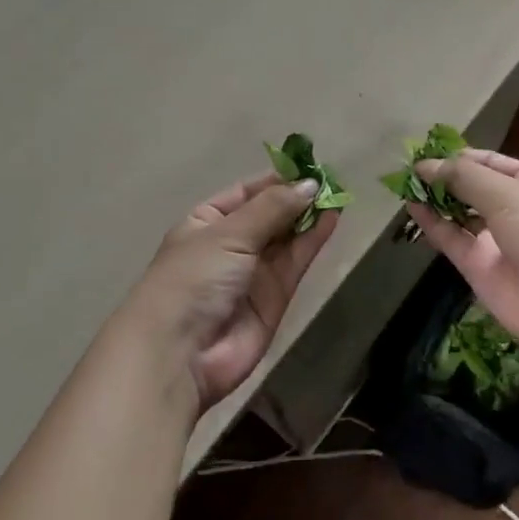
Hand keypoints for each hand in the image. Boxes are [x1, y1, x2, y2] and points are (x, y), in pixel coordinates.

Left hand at [119, 174, 335, 413]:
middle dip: (296, 197)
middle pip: (269, 214)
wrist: (180, 353)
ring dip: (309, 216)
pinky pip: (296, 261)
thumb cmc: (193, 278)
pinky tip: (332, 218)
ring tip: (338, 193)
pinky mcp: (274, 297)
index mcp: (206, 222)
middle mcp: (229, 244)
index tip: (308, 166)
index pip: (246, 192)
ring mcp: (253, 272)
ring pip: (286, 237)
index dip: (276, 180)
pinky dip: (313, 240)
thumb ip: (272, 208)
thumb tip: (310, 184)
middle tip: (331, 179)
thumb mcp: (229, 233)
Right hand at [406, 150, 518, 371]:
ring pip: (458, 216)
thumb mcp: (510, 194)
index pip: (489, 163)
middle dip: (443, 178)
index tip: (424, 151)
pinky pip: (452, 242)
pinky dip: (433, 226)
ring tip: (403, 185)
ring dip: (434, 200)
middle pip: (471, 189)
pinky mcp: (481, 271)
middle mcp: (513, 211)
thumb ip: (464, 178)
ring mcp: (496, 242)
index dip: (458, 156)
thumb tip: (424, 165)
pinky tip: (412, 207)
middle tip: (406, 169)